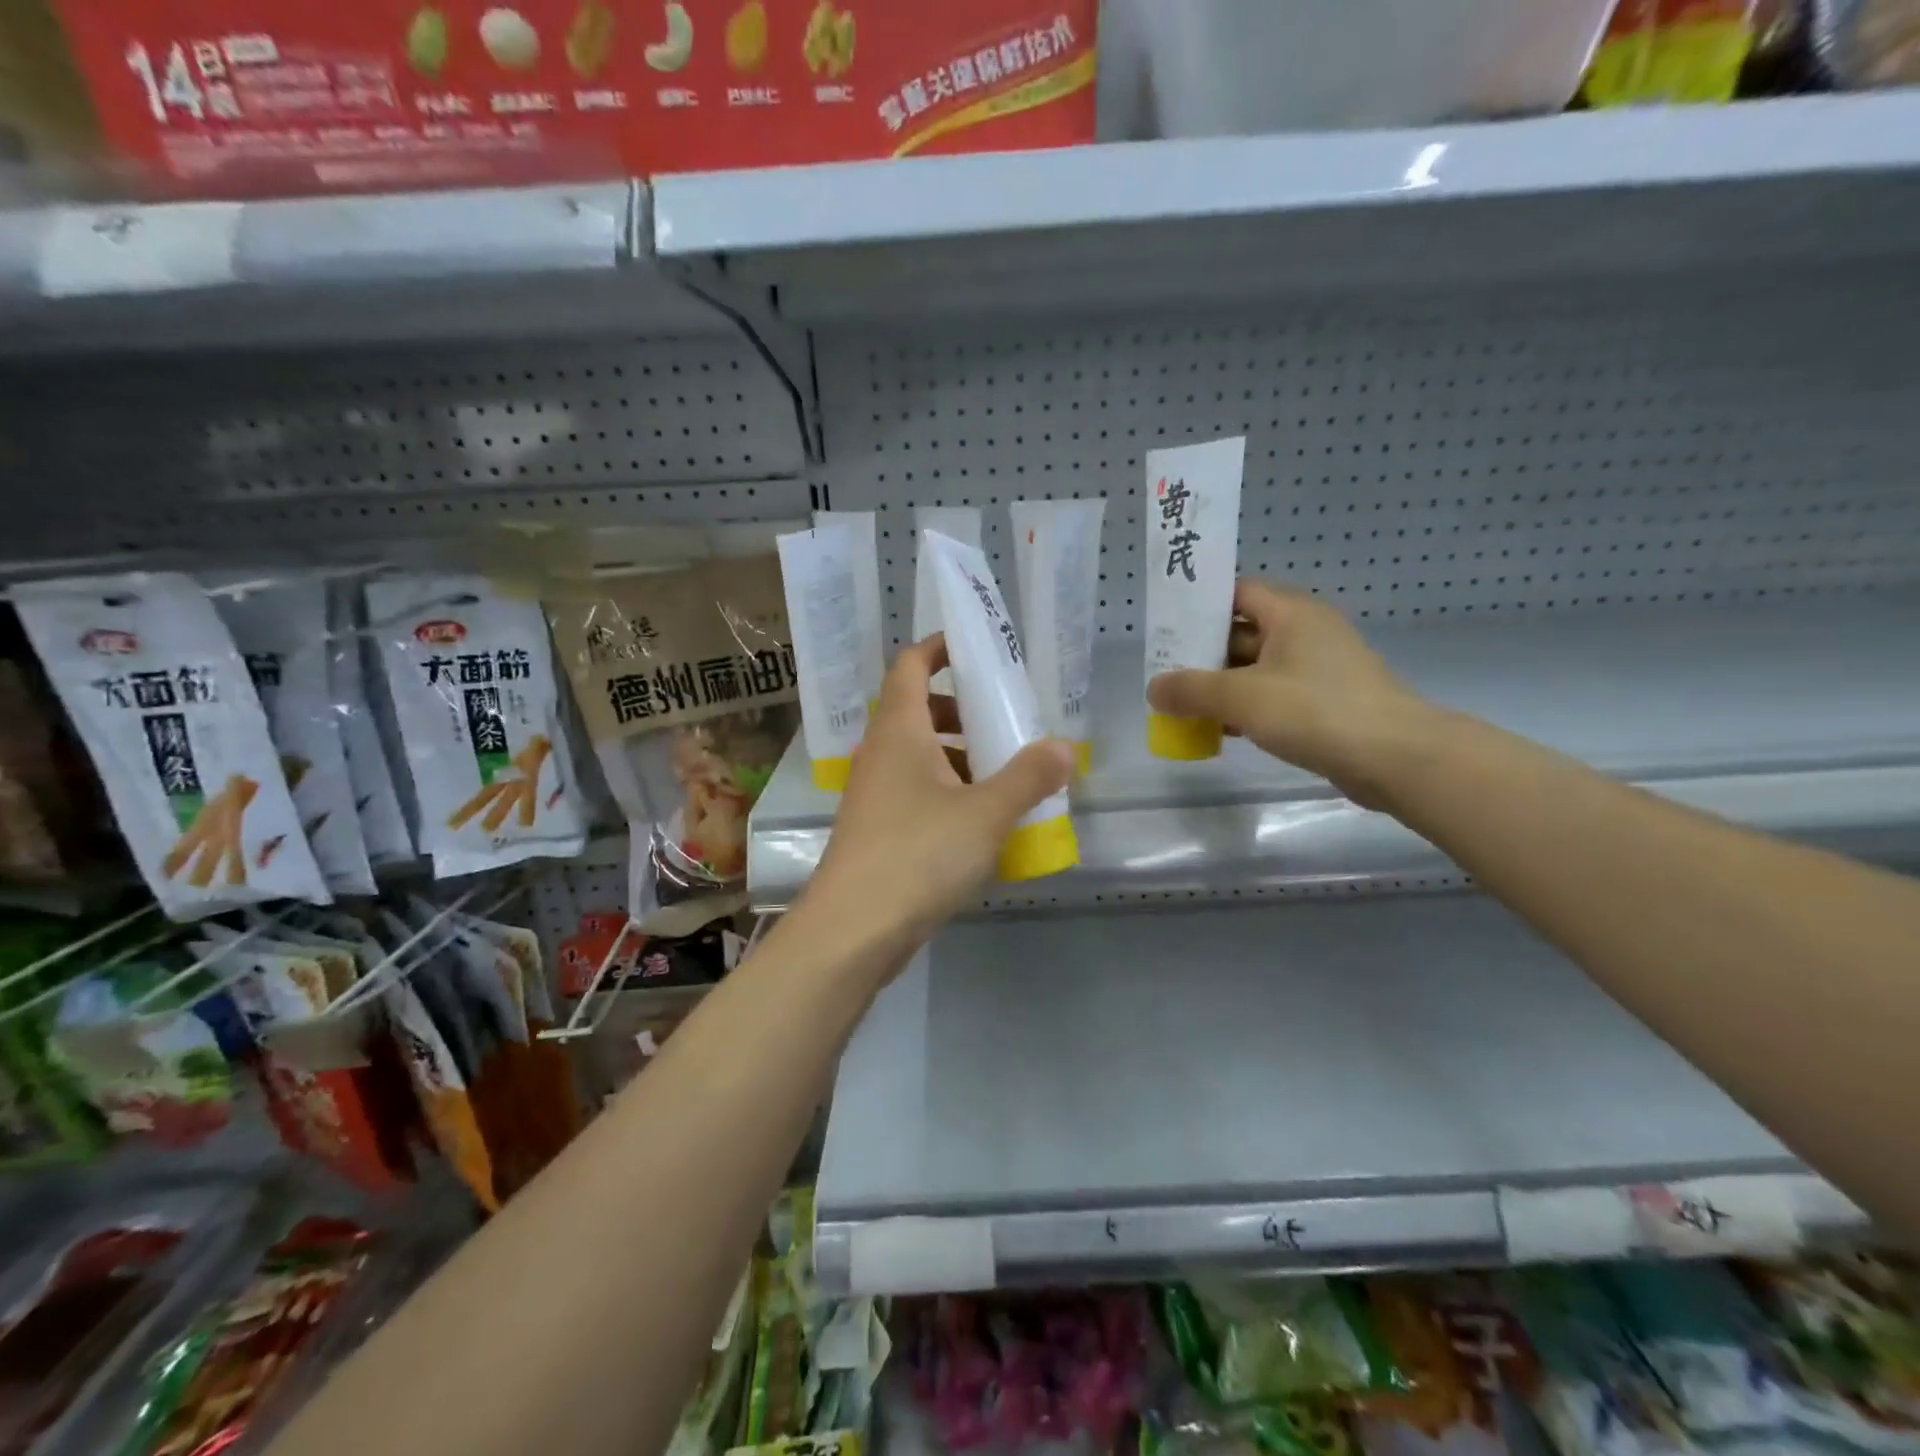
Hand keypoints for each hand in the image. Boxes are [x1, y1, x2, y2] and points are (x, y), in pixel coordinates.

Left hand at [801, 635, 1075, 969]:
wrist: (852, 930)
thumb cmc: (917, 854)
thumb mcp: (985, 813)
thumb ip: (1028, 777)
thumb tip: (1064, 748)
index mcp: (899, 731)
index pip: (910, 666)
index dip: (939, 647)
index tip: (976, 646)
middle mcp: (880, 754)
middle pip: (917, 711)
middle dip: (961, 710)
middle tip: (1004, 722)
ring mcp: (874, 795)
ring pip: (918, 757)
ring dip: (958, 757)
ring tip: (1003, 776)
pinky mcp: (877, 831)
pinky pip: (915, 794)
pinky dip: (947, 793)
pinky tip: (980, 824)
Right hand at [1146, 579, 1436, 807]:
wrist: (1396, 758)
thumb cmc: (1316, 711)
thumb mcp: (1242, 697)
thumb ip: (1191, 690)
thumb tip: (1154, 688)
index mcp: (1291, 613)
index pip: (1236, 592)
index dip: (1199, 606)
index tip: (1165, 627)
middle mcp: (1306, 632)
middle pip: (1242, 631)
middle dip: (1202, 653)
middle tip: (1164, 672)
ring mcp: (1318, 669)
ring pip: (1256, 667)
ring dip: (1221, 685)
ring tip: (1182, 705)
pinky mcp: (1324, 702)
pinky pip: (1273, 694)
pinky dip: (1246, 707)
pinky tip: (1220, 730)